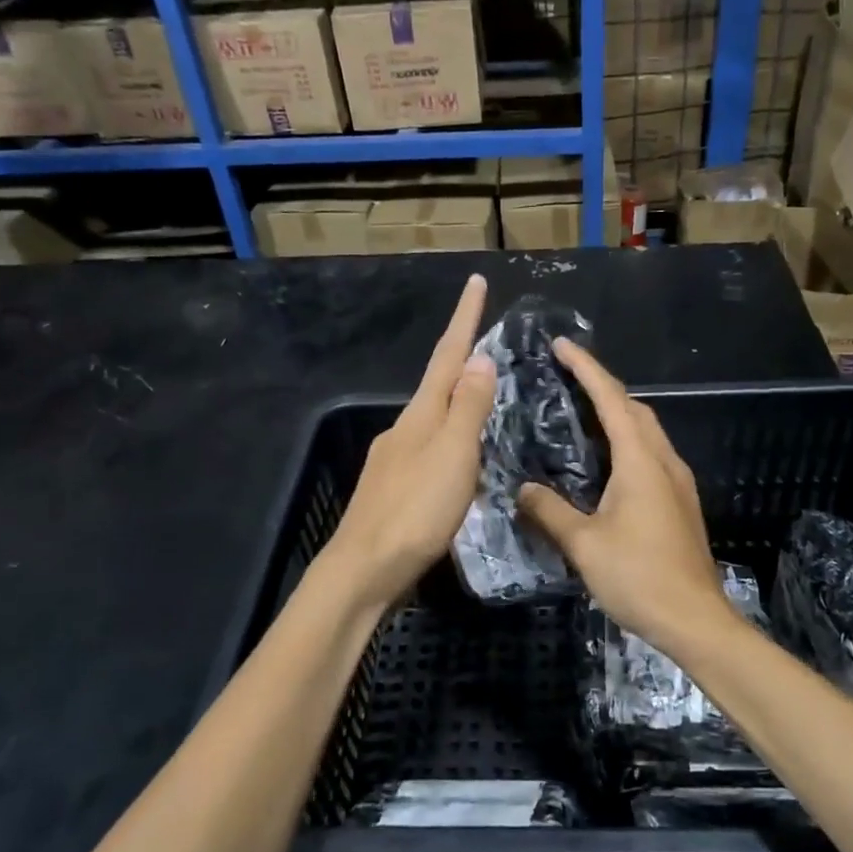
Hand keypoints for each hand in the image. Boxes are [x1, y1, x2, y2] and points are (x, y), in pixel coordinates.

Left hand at [319, 275, 495, 609]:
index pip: (448, 356)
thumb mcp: (452, 456)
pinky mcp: (394, 489)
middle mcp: (404, 429)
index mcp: (421, 416)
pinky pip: (429, 448)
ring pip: (433, 418)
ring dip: (457, 399)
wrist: (364, 570)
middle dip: (461, 357)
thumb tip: (479, 357)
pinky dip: (451, 437)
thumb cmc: (416, 511)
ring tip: (484, 395)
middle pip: (438, 384)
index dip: (465, 319)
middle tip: (487, 340)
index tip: (476, 282)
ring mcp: (395, 459)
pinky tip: (460, 458)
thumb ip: (468, 409)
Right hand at [517, 339, 737, 652]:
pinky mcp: (680, 503)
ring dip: (619, 412)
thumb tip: (522, 489)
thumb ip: (550, 511)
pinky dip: (628, 440)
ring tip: (584, 409)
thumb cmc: (639, 577)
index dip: (587, 368)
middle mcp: (663, 462)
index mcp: (641, 462)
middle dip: (603, 385)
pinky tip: (609, 459)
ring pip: (647, 431)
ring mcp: (677, 482)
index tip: (563, 345)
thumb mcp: (584, 544)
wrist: (696, 620)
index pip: (611, 400)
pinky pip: (652, 454)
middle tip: (569, 374)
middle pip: (635, 408)